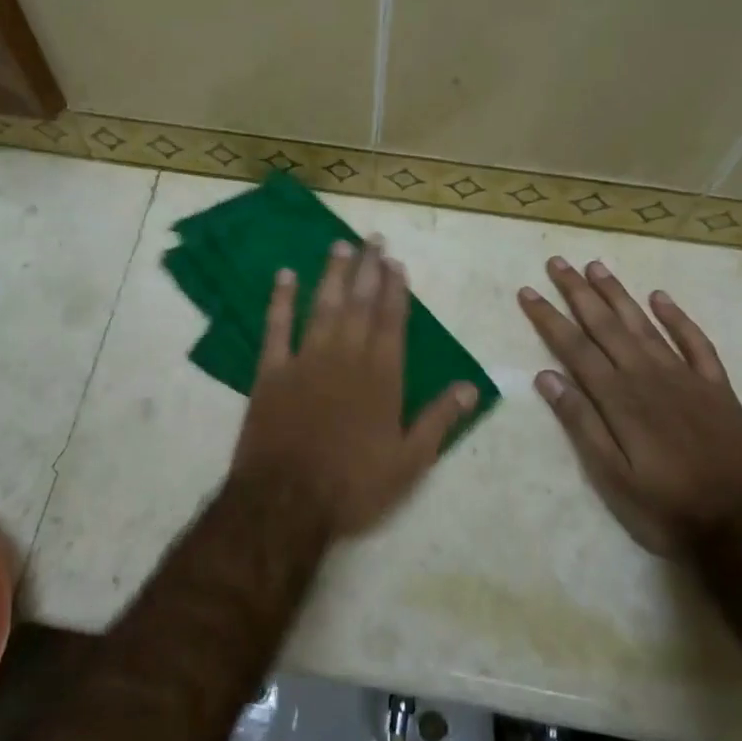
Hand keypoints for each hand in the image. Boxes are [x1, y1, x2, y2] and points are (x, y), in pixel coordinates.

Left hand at [230, 238, 479, 538]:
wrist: (286, 501)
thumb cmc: (353, 485)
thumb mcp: (409, 462)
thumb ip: (439, 420)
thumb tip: (470, 386)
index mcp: (382, 376)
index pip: (392, 321)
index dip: (395, 290)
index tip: (396, 263)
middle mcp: (346, 357)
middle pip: (359, 304)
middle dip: (368, 269)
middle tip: (372, 239)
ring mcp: (305, 360)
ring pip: (322, 306)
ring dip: (332, 274)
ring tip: (340, 245)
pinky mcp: (271, 371)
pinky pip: (276, 327)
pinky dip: (280, 300)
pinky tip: (285, 275)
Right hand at [519, 257, 741, 553]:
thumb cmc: (666, 508)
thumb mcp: (611, 476)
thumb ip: (581, 423)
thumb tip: (546, 377)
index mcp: (619, 399)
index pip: (574, 348)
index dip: (548, 318)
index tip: (528, 291)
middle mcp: (648, 376)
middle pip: (606, 325)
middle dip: (578, 292)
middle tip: (558, 262)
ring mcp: (686, 378)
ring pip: (645, 325)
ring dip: (618, 294)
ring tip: (596, 267)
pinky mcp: (717, 388)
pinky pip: (696, 343)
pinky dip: (678, 318)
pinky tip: (661, 298)